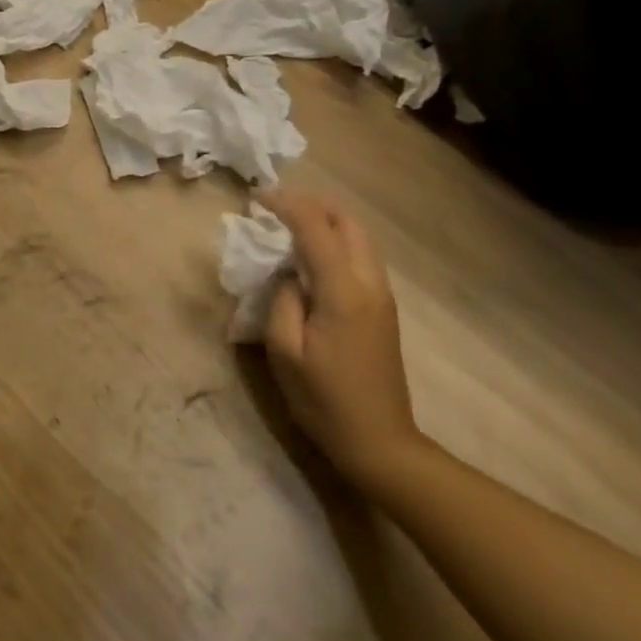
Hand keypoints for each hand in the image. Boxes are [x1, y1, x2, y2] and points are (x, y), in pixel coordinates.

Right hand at [257, 191, 428, 496]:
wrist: (381, 443)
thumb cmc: (325, 401)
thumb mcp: (285, 352)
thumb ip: (282, 300)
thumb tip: (287, 272)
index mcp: (343, 291)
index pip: (314, 227)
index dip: (285, 204)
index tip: (256, 197)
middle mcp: (369, 283)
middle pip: (347, 221)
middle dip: (311, 204)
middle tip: (275, 207)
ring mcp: (382, 295)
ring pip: (359, 236)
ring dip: (325, 220)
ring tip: (289, 224)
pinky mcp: (383, 307)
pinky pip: (361, 255)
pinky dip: (336, 240)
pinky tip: (311, 255)